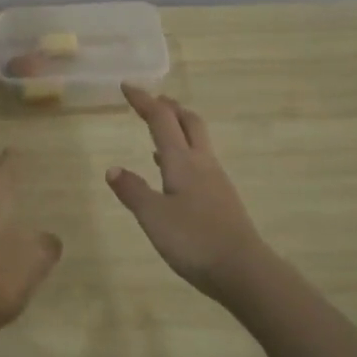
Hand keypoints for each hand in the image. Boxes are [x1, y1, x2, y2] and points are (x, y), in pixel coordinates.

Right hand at [106, 84, 268, 303]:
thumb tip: (113, 168)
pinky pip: (199, 164)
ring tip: (160, 130)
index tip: (127, 86)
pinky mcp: (220, 199)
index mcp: (182, 161)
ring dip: (178, 129)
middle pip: (189, 123)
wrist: (242, 270)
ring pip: (197, 142)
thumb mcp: (153, 216)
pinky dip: (183, 155)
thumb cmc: (194, 240)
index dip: (143, 101)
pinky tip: (172, 173)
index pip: (161, 120)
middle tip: (152, 100)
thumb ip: (133, 191)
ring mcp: (215, 181)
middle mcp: (202, 164)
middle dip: (170, 107)